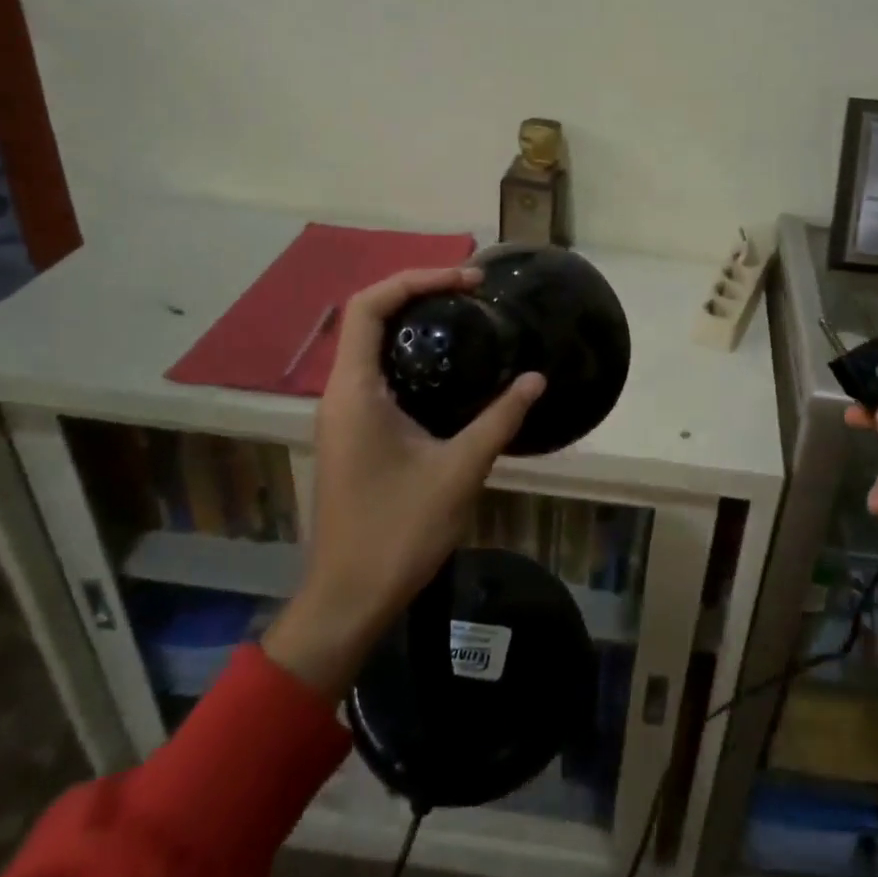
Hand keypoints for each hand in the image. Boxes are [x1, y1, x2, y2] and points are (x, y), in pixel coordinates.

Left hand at [262, 266, 544, 697]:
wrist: (349, 597)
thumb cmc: (398, 532)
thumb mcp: (459, 471)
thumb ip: (499, 419)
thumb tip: (536, 378)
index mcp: (354, 392)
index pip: (369, 306)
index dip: (416, 279)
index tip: (467, 281)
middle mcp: (340, 394)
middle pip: (368, 317)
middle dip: (418, 292)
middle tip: (473, 291)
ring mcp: (343, 414)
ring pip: (371, 345)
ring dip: (413, 322)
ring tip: (467, 316)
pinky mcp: (353, 433)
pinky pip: (378, 373)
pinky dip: (410, 354)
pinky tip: (450, 368)